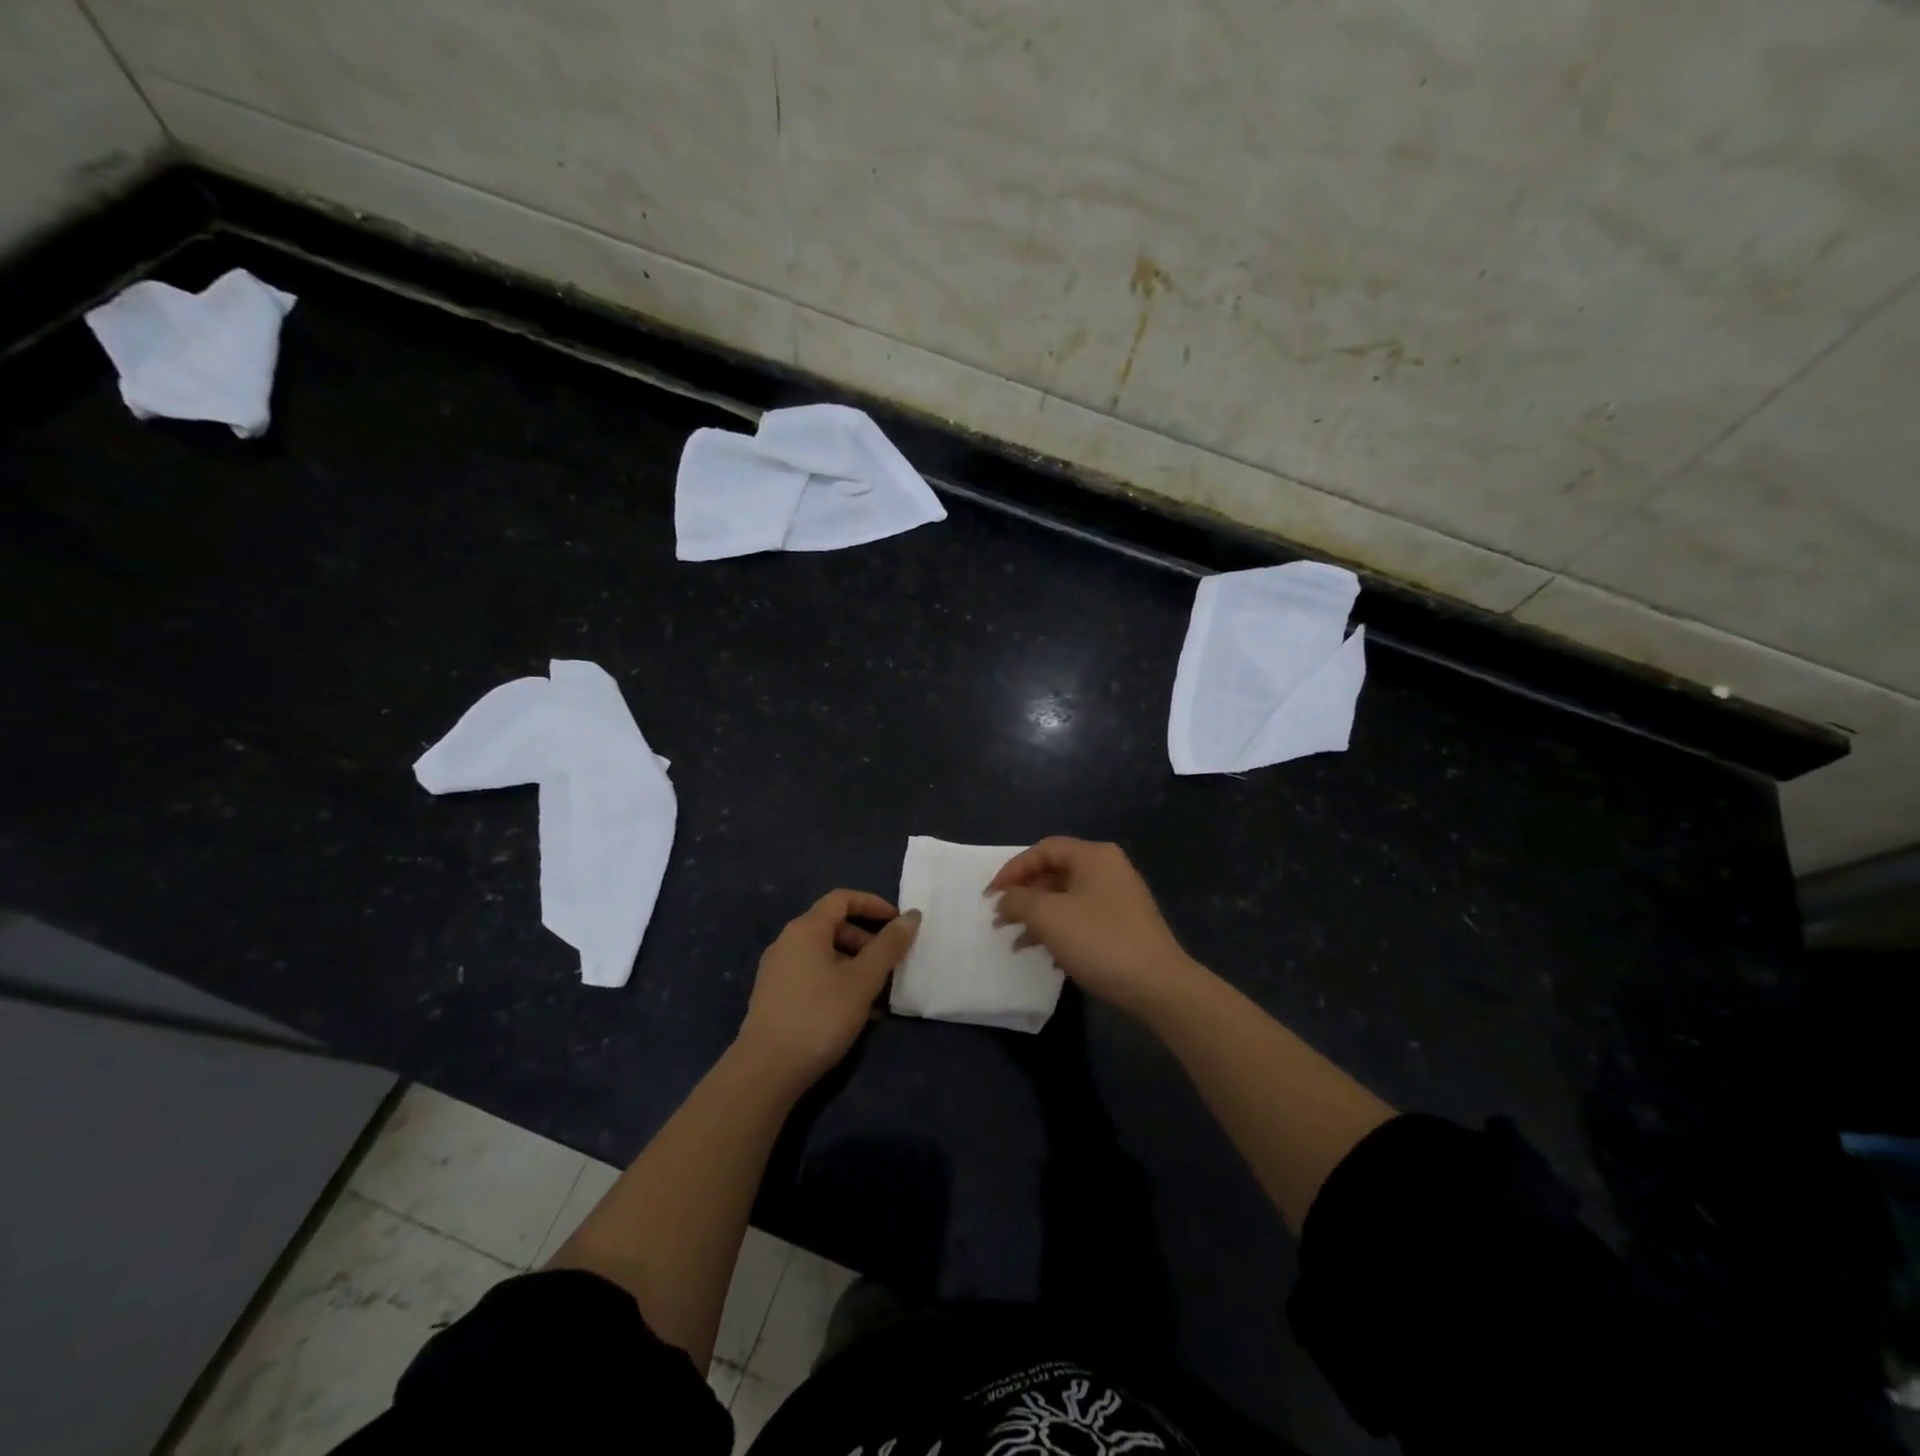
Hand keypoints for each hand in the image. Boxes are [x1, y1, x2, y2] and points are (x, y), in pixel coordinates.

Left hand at [736, 889, 919, 1090]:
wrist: (766, 1071)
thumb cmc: (819, 1016)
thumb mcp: (862, 980)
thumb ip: (888, 946)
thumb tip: (912, 915)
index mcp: (806, 930)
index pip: (842, 898)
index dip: (873, 905)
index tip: (898, 922)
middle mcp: (787, 942)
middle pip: (833, 926)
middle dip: (867, 940)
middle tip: (891, 963)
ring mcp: (777, 971)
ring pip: (825, 955)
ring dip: (855, 966)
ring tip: (878, 994)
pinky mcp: (775, 997)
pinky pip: (813, 976)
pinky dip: (837, 982)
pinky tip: (856, 1013)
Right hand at [988, 838, 1201, 1020]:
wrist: (1158, 986)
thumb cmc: (1099, 941)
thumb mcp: (1049, 917)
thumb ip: (1018, 901)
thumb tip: (1005, 900)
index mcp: (1093, 856)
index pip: (1043, 850)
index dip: (1012, 870)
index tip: (991, 896)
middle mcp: (1108, 869)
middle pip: (1055, 872)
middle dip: (1024, 895)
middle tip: (1000, 918)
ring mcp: (1119, 898)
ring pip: (1067, 898)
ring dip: (1038, 916)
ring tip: (1016, 941)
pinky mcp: (1124, 925)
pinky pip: (1082, 917)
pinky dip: (1059, 931)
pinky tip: (1047, 956)